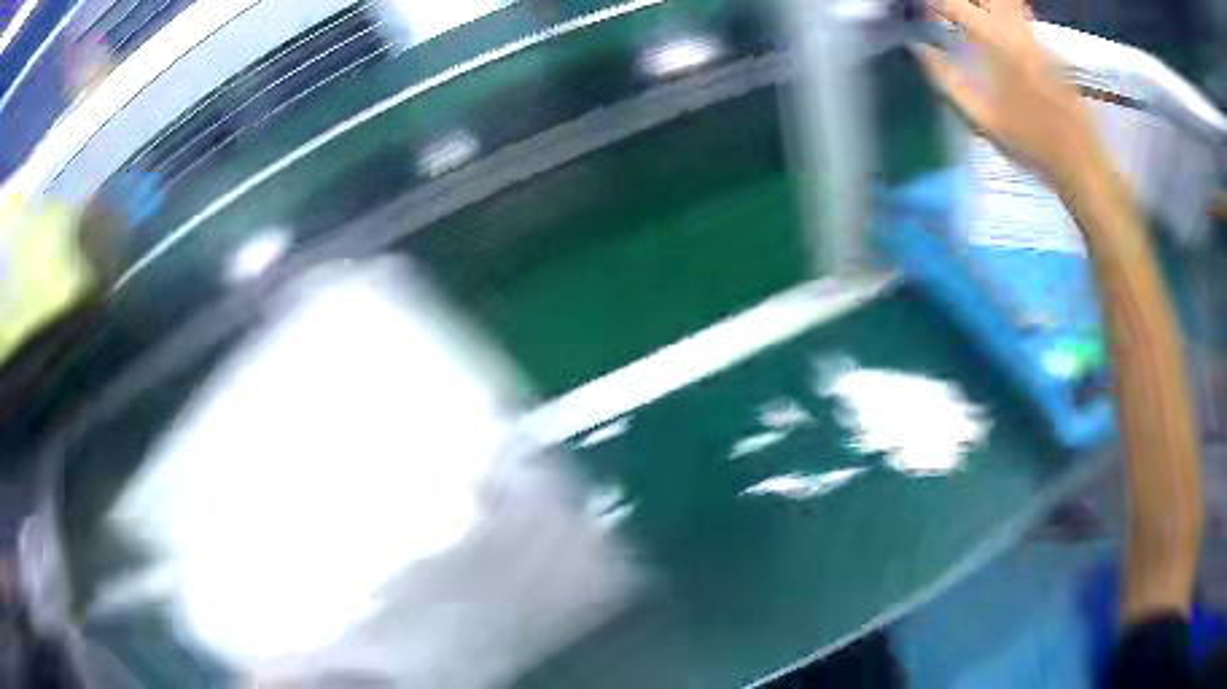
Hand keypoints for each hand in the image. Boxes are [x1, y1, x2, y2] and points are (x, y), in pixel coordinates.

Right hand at [912, 0, 1102, 190]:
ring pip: (1006, 1)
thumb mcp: (982, 118)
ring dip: (985, 5)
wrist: (1080, 161)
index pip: (952, 2)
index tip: (920, 8)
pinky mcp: (1049, 49)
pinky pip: (1020, 17)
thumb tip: (917, 49)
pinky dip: (1002, 16)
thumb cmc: (1030, 144)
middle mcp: (1014, 29)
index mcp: (994, 41)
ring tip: (971, 16)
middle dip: (962, 0)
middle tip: (950, 11)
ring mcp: (1034, 37)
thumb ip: (946, 79)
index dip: (933, 3)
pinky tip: (997, 34)